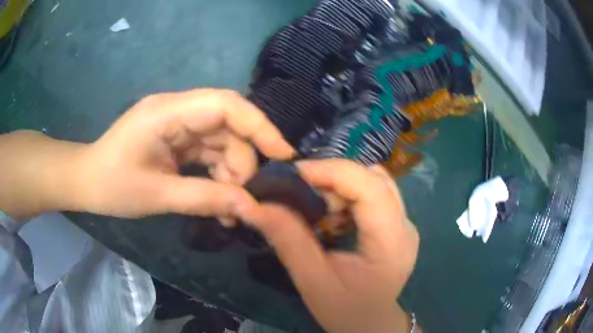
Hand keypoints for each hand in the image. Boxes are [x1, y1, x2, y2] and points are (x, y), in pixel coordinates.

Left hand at [0, 89, 292, 220]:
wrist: (86, 181)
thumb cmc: (111, 186)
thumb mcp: (157, 195)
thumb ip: (204, 198)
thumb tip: (249, 208)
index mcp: (167, 112)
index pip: (225, 104)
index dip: (259, 126)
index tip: (283, 154)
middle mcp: (176, 110)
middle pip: (227, 125)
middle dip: (242, 162)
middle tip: (244, 201)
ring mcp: (177, 124)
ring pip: (221, 142)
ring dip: (230, 174)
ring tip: (229, 210)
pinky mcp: (176, 139)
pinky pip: (208, 152)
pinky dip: (218, 175)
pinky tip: (219, 201)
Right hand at [242, 159, 418, 332]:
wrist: (371, 325)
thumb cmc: (346, 311)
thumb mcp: (312, 281)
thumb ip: (287, 239)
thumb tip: (255, 204)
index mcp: (391, 241)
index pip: (370, 187)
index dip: (331, 170)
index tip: (294, 173)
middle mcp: (405, 225)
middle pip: (373, 178)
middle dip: (334, 176)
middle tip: (301, 190)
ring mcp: (405, 224)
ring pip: (375, 181)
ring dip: (342, 184)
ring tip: (316, 203)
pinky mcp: (398, 226)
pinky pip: (374, 194)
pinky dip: (349, 194)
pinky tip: (333, 213)